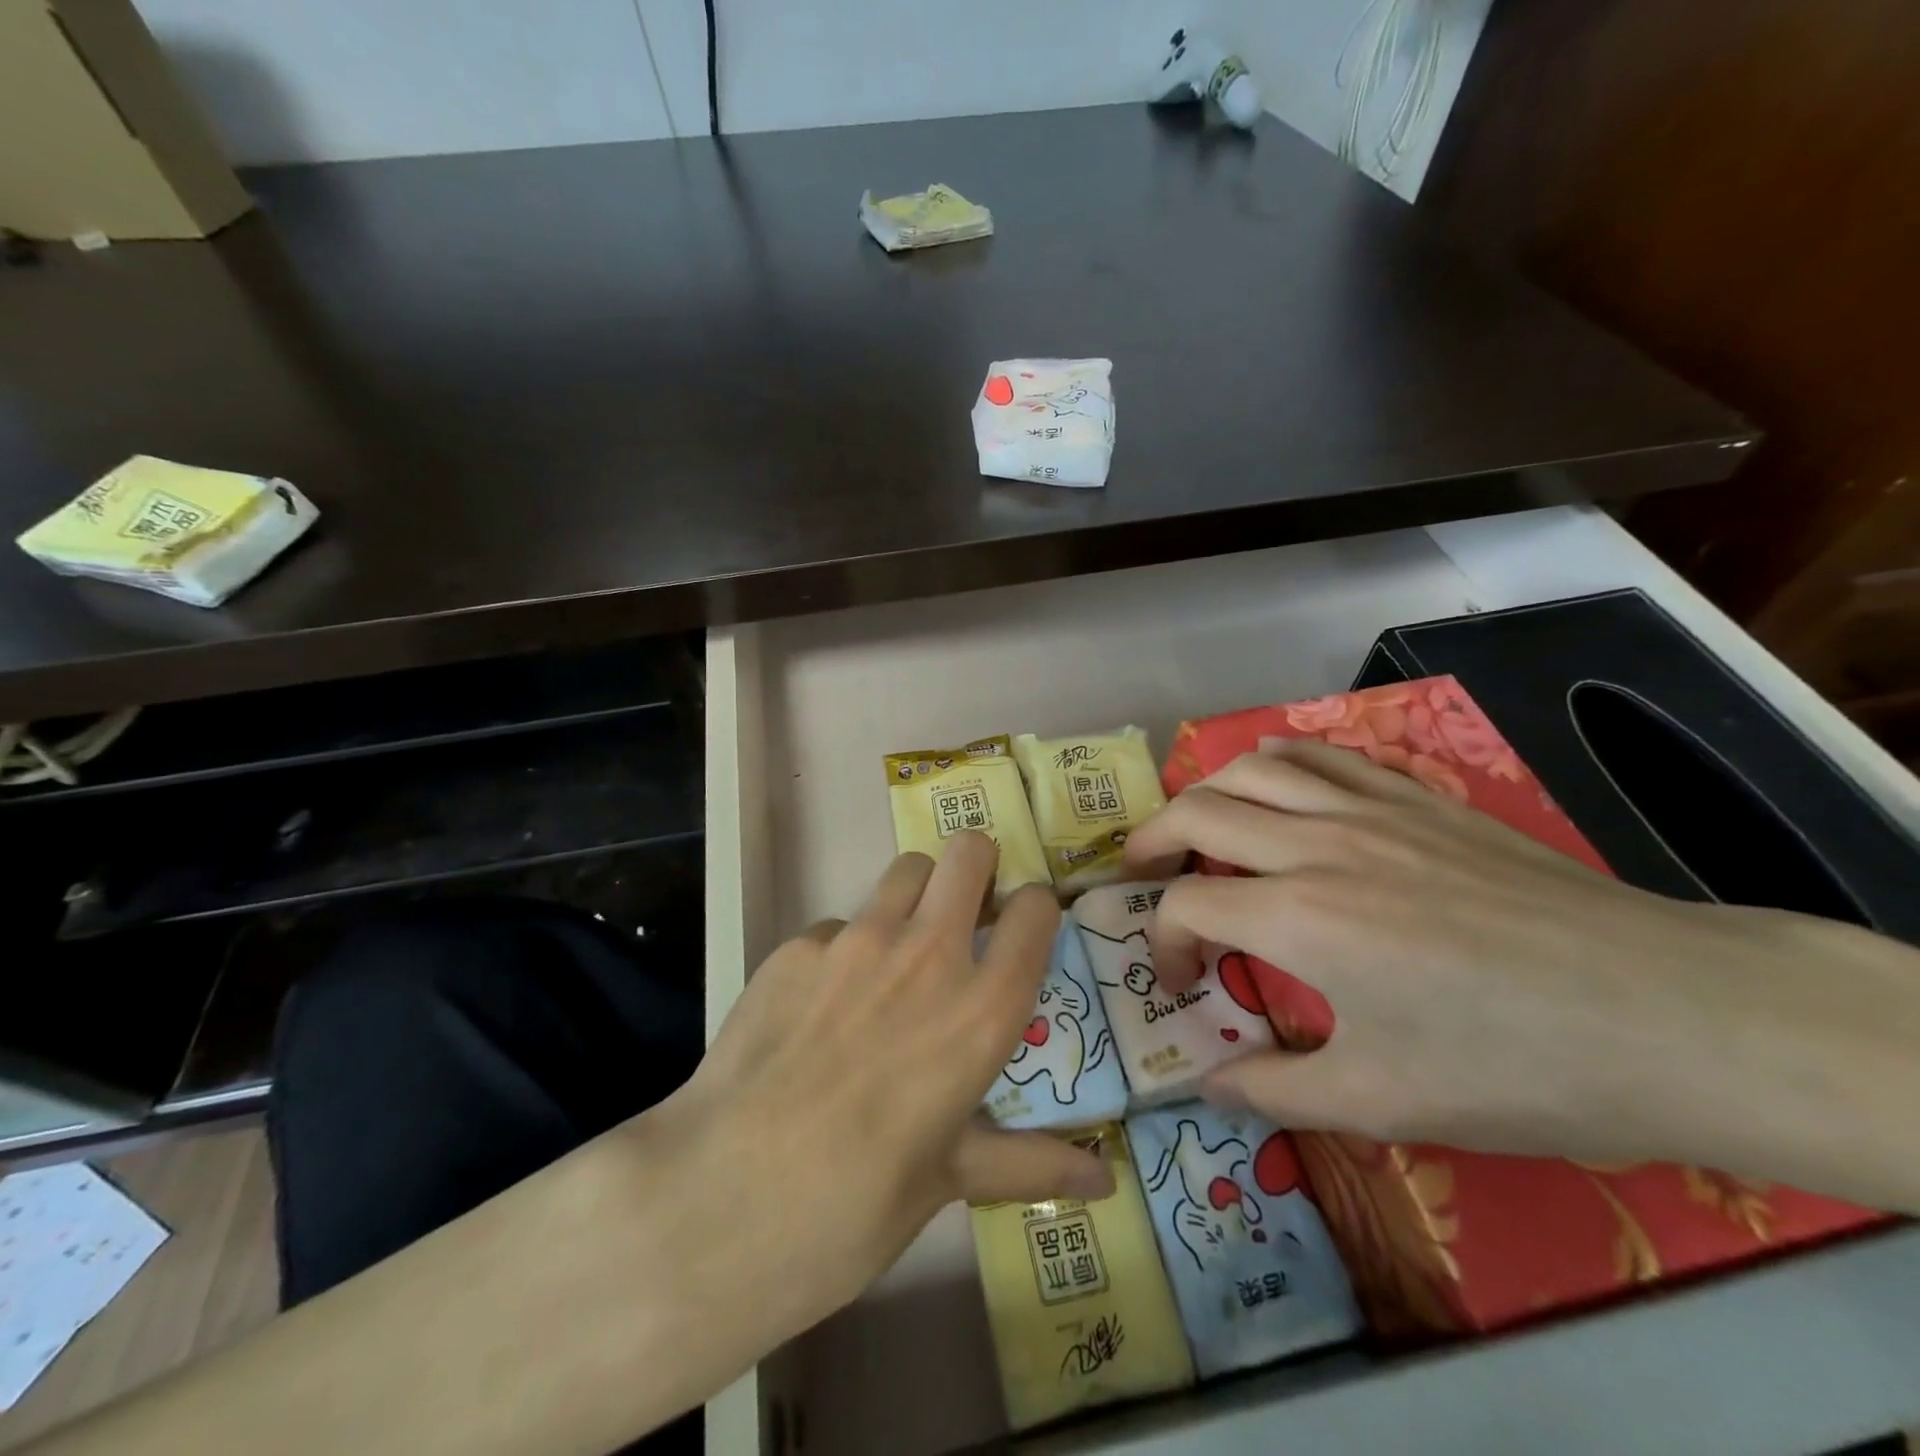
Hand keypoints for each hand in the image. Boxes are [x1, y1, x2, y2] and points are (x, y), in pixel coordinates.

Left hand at [661, 832, 1112, 1334]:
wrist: (723, 1199)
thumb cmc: (856, 1203)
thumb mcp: (951, 1180)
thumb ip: (1031, 1163)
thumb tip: (1105, 1181)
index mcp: (982, 1008)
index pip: (1036, 910)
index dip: (1035, 912)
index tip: (1022, 932)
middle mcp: (928, 954)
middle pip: (968, 852)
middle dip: (977, 869)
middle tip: (965, 914)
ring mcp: (856, 940)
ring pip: (905, 870)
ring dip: (915, 896)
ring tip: (896, 953)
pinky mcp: (796, 946)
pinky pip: (836, 926)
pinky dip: (843, 950)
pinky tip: (820, 1007)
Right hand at [1125, 739, 1919, 1209]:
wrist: (1669, 1011)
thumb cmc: (1516, 1064)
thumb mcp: (1383, 1100)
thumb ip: (1276, 1089)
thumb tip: (1207, 1084)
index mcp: (1298, 917)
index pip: (1188, 906)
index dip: (1166, 944)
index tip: (1184, 986)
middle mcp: (1316, 844)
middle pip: (1198, 812)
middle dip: (1152, 844)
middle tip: (1143, 877)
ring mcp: (1368, 810)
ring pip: (1250, 769)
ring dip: (1205, 794)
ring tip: (1197, 829)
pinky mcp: (1415, 797)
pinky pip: (1320, 755)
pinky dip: (1275, 763)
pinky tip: (1274, 787)